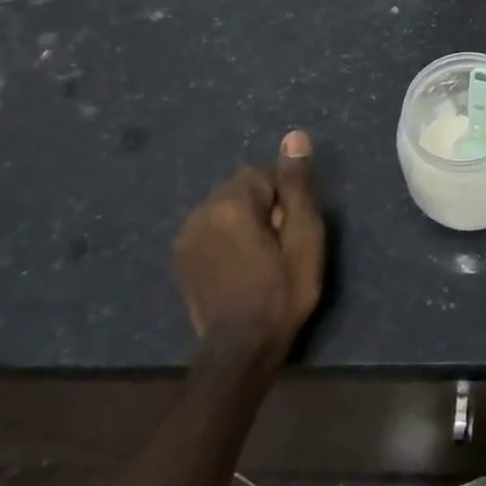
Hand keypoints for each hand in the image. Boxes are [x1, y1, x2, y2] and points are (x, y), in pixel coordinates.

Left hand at [173, 130, 325, 359]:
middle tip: (277, 246)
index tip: (288, 233)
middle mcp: (200, 212)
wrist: (241, 349)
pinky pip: (209, 229)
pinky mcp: (180, 258)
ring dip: (242, 222)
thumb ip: (296, 185)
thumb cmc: (283, 290)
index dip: (283, 200)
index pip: (263, 174)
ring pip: (224, 208)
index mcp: (231, 204)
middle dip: (261, 207)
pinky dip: (225, 238)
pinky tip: (237, 266)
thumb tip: (294, 137)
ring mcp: (185, 237)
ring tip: (257, 258)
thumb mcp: (304, 236)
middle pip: (241, 189)